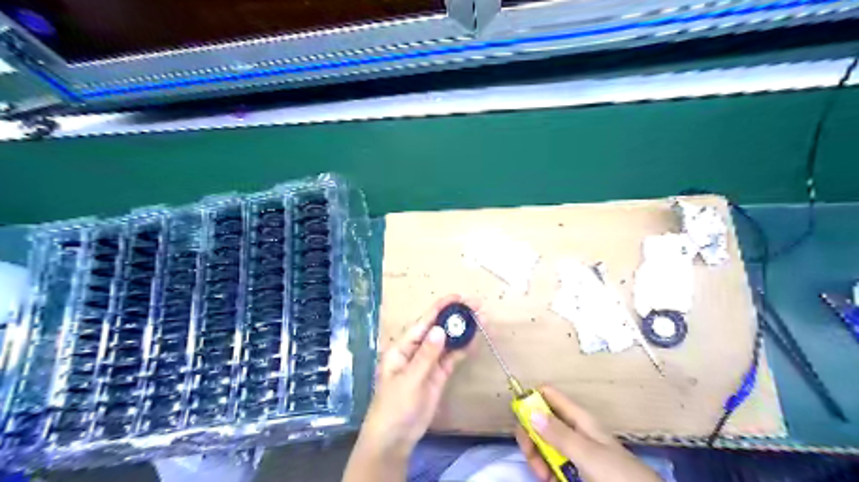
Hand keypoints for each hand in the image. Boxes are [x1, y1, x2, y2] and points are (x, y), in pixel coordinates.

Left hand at [343, 295, 476, 479]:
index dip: (440, 308)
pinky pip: (452, 358)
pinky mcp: (438, 375)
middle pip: (438, 329)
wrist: (395, 438)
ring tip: (480, 318)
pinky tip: (474, 339)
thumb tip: (440, 330)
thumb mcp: (409, 380)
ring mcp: (428, 363)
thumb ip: (426, 356)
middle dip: (455, 316)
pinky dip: (462, 349)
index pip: (423, 323)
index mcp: (402, 347)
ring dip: (462, 331)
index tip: (458, 297)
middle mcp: (416, 350)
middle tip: (476, 305)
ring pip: (447, 342)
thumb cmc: (394, 407)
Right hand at [512, 386, 659, 481]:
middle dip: (530, 435)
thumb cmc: (617, 473)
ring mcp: (573, 449)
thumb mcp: (587, 453)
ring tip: (543, 475)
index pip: (548, 394)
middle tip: (530, 453)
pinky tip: (548, 479)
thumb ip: (559, 433)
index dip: (531, 399)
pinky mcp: (574, 468)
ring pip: (543, 443)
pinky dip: (545, 469)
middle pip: (540, 420)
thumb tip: (530, 411)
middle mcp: (573, 429)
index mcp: (578, 417)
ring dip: (537, 456)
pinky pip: (551, 462)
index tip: (519, 416)